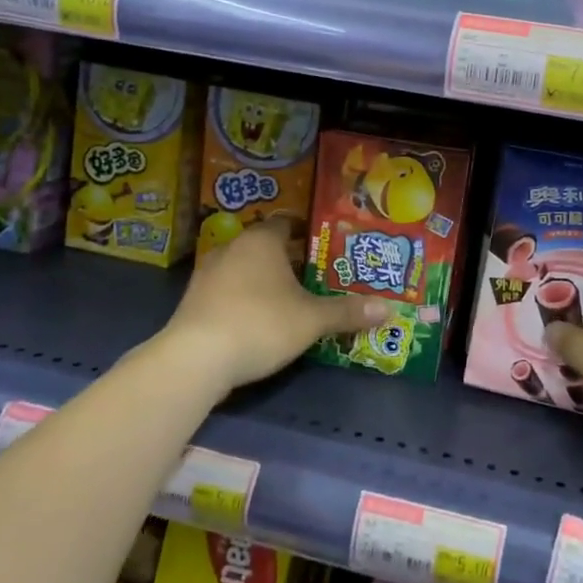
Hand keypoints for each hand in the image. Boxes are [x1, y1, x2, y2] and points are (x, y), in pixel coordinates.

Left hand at [168, 218, 390, 391]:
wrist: (195, 359)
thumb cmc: (261, 324)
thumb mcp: (311, 320)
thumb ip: (347, 312)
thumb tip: (389, 308)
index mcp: (262, 240)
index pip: (287, 223)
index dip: (307, 233)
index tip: (326, 247)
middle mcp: (233, 247)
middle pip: (266, 246)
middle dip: (289, 259)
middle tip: (315, 275)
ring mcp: (208, 273)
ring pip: (245, 268)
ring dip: (264, 280)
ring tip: (290, 298)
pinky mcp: (193, 301)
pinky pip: (227, 290)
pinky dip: (244, 298)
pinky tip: (258, 319)